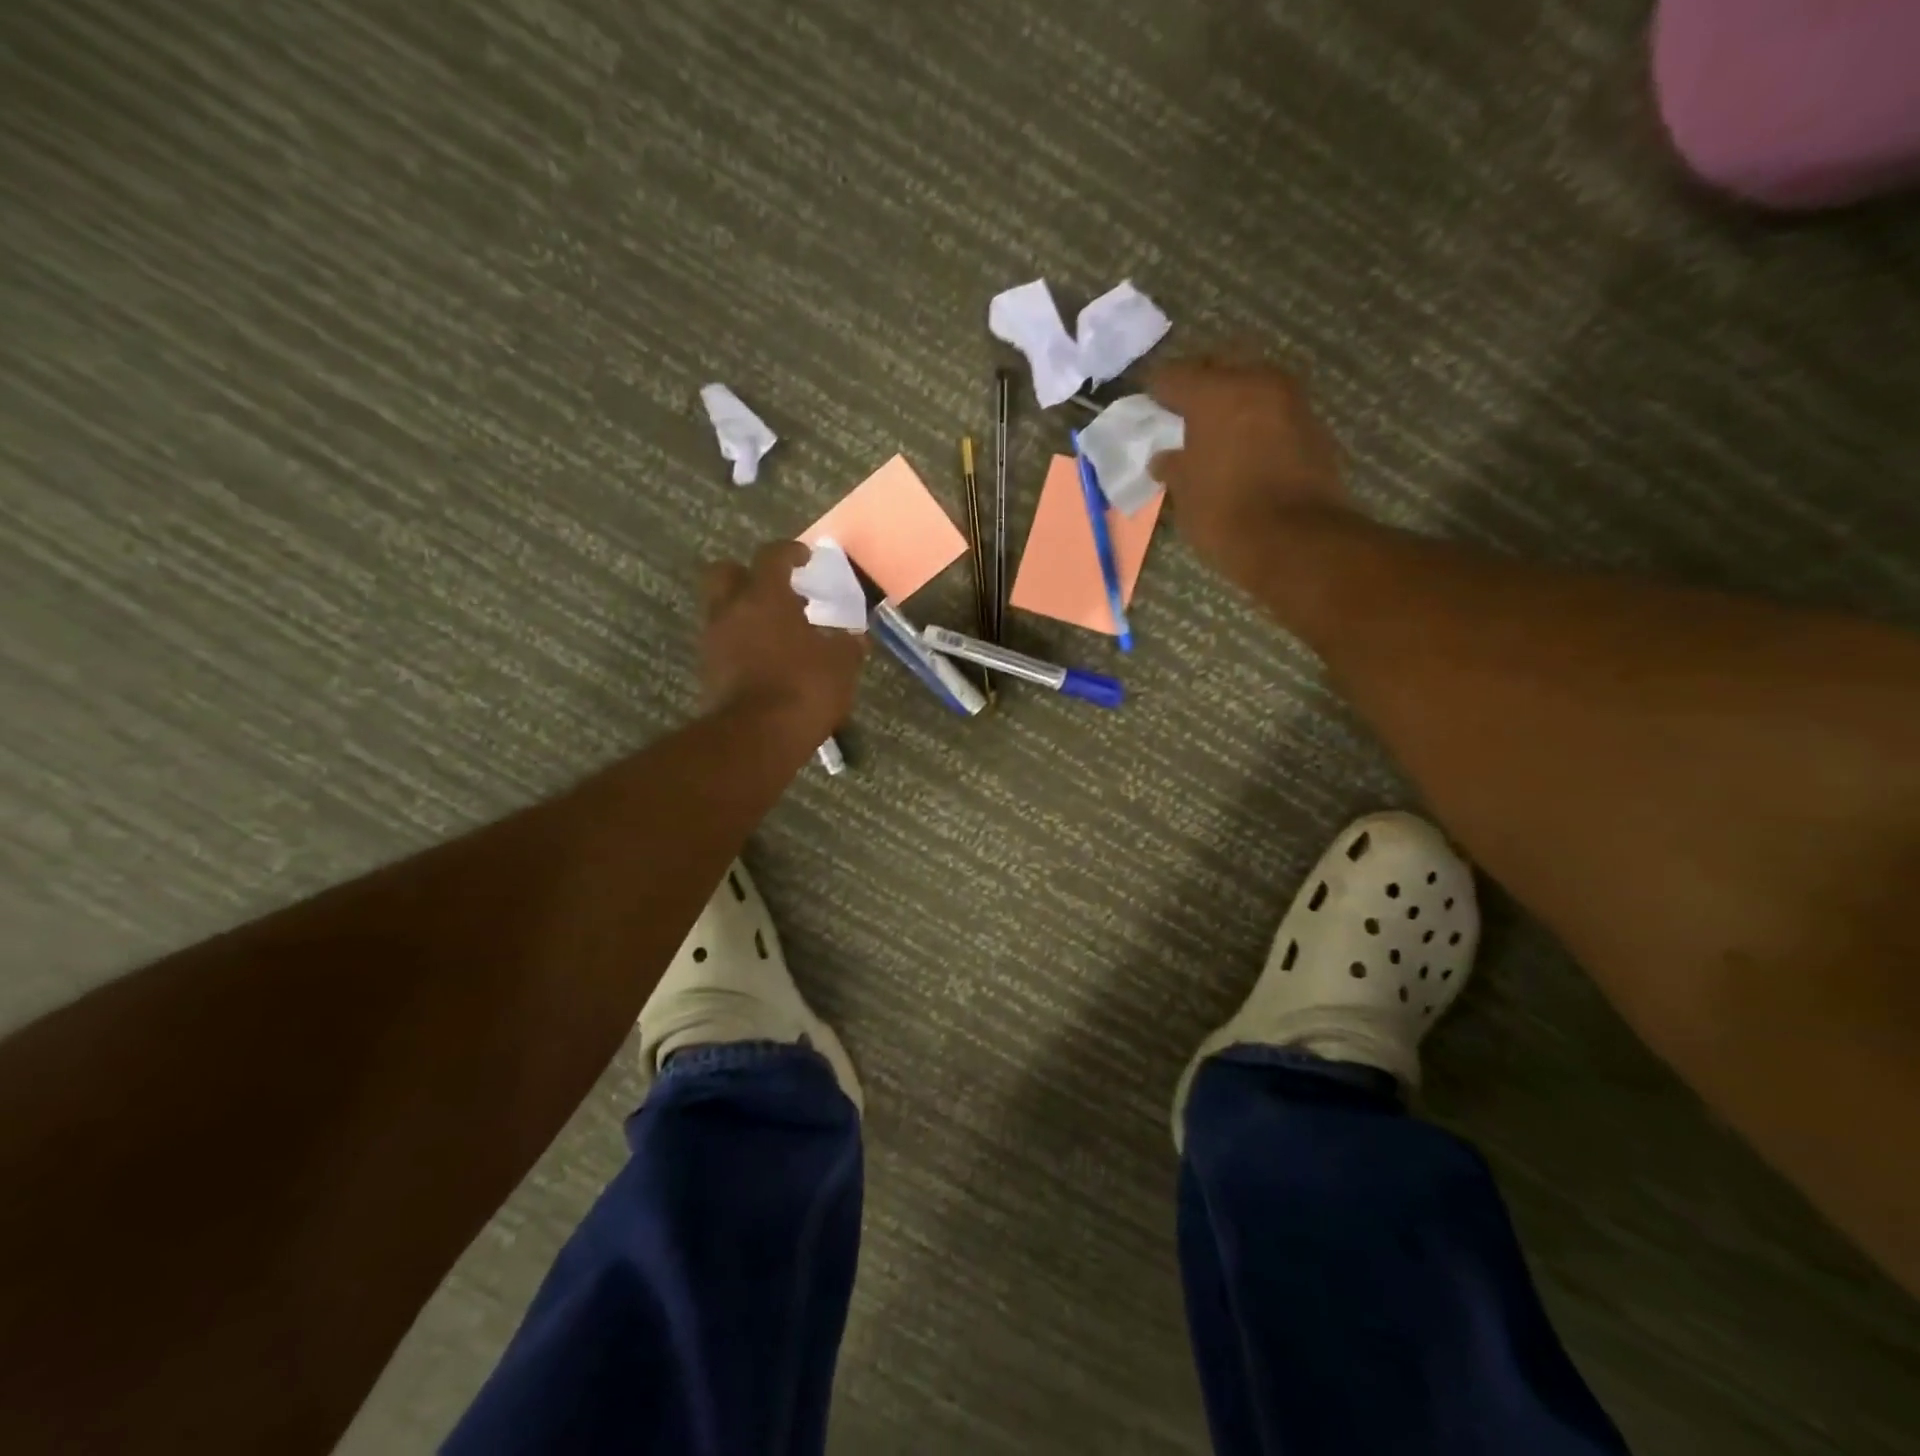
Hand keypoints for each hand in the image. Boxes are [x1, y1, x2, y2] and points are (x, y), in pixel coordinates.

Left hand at [699, 541, 866, 739]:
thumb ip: (847, 645)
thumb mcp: (841, 666)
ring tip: (777, 633)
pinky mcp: (708, 672)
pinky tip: (767, 661)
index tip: (805, 557)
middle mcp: (731, 610)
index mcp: (765, 597)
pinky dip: (742, 645)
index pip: (772, 556)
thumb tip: (854, 638)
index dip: (790, 552)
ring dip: (746, 614)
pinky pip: (724, 645)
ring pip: (723, 611)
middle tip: (776, 591)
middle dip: (748, 575)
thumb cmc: (804, 688)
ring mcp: (714, 642)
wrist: (756, 738)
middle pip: (726, 573)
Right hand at [1148, 357, 1349, 583]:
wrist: (1295, 541)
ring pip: (1252, 390)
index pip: (1175, 376)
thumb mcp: (1185, 492)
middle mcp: (1257, 383)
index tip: (1147, 404)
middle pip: (1220, 371)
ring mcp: (1292, 402)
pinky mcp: (1314, 429)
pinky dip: (1256, 426)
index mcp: (1216, 392)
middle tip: (1181, 414)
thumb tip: (1165, 458)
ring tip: (1213, 434)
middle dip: (1200, 389)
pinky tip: (1243, 451)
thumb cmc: (1225, 513)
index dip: (1156, 390)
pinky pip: (1274, 415)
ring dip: (1232, 406)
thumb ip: (1173, 466)